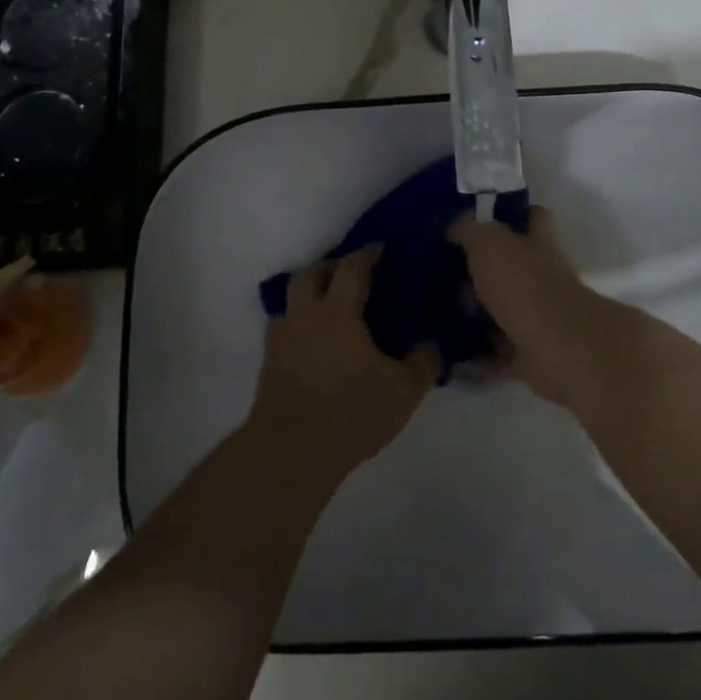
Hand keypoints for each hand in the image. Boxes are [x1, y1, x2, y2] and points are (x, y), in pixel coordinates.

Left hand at [246, 245, 438, 478]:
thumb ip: (422, 364)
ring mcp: (282, 339)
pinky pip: (284, 330)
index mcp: (337, 312)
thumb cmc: (350, 411)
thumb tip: (431, 345)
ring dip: (309, 296)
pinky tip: (314, 347)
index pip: (352, 268)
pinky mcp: (268, 365)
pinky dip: (299, 327)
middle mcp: (305, 316)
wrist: (290, 451)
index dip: (367, 254)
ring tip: (330, 311)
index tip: (380, 249)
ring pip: (291, 301)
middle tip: (351, 275)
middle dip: (331, 267)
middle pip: (311, 274)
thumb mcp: (403, 392)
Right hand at [450, 207, 614, 408]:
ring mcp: (541, 316)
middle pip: (516, 266)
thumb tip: (455, 227)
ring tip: (442, 311)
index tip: (482, 219)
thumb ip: (470, 230)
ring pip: (506, 309)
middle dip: (487, 269)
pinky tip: (453, 351)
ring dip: (480, 313)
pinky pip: (501, 351)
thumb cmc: (523, 285)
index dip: (513, 213)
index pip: (533, 216)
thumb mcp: (488, 243)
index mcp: (538, 243)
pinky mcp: (532, 354)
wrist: (557, 348)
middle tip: (449, 269)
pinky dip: (481, 354)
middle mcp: (544, 276)